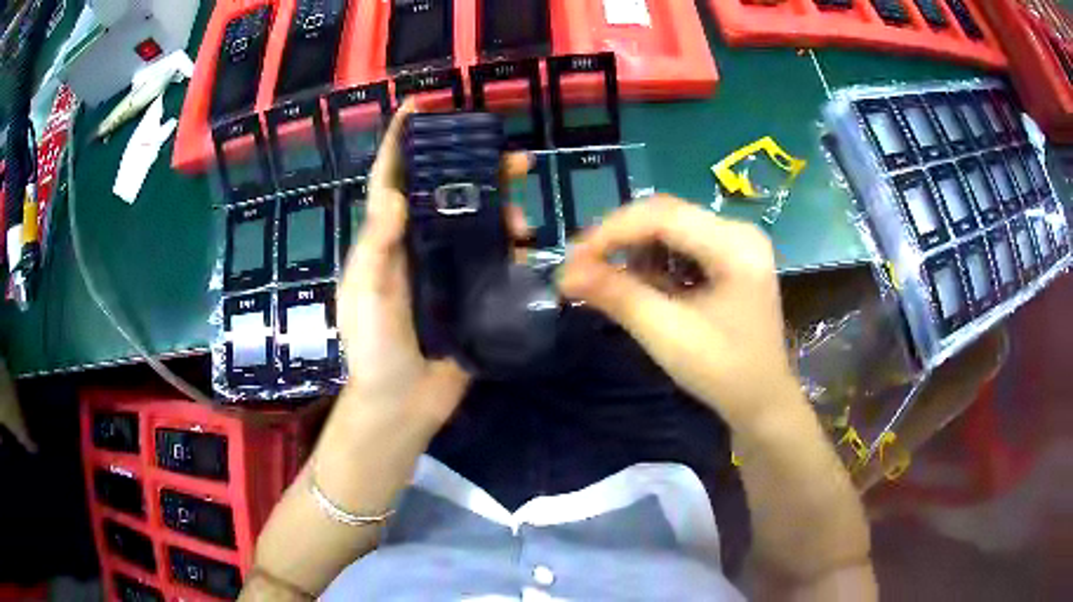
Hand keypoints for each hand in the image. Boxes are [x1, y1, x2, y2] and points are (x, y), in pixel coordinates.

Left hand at [337, 103, 530, 427]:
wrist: (402, 406)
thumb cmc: (373, 351)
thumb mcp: (366, 297)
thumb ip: (377, 248)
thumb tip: (394, 194)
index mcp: (386, 242)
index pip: (391, 181)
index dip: (401, 142)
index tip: (419, 107)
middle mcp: (416, 247)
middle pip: (446, 194)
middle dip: (476, 170)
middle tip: (514, 159)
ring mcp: (446, 271)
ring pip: (477, 224)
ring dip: (503, 211)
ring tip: (524, 218)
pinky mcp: (471, 295)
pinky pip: (494, 262)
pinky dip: (512, 250)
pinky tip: (527, 250)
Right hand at [560, 196, 802, 431]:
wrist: (761, 401)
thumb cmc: (723, 373)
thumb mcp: (668, 335)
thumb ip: (618, 297)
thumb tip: (565, 274)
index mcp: (736, 246)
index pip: (664, 216)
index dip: (612, 231)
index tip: (572, 259)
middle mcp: (739, 232)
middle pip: (666, 215)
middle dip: (619, 238)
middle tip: (581, 266)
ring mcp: (735, 243)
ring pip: (669, 227)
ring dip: (633, 249)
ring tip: (605, 277)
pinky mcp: (728, 257)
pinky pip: (680, 244)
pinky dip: (651, 260)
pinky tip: (638, 284)